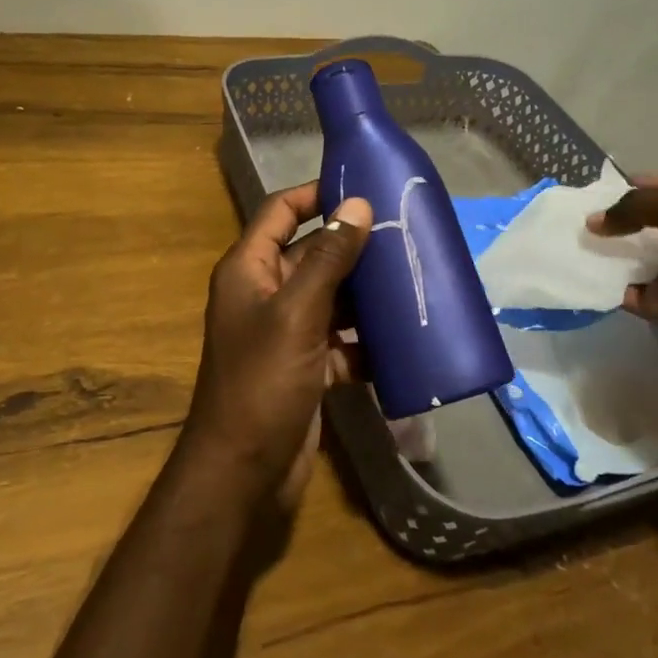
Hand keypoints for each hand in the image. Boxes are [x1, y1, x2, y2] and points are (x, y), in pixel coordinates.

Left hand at [180, 183, 371, 513]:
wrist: (244, 471)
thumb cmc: (262, 382)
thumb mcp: (297, 313)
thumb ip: (328, 259)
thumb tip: (357, 205)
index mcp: (249, 269)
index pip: (280, 211)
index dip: (315, 194)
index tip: (362, 186)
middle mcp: (265, 293)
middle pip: (311, 254)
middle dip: (353, 246)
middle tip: (404, 234)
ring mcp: (286, 332)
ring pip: (331, 297)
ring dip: (365, 294)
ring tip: (413, 278)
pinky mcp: (306, 366)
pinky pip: (340, 340)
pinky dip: (365, 340)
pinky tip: (403, 338)